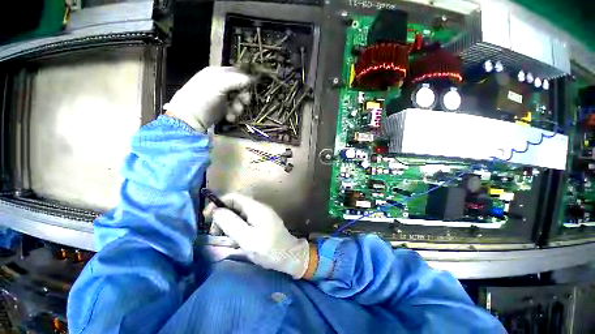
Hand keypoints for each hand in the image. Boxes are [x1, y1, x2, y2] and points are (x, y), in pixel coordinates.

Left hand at [164, 67, 251, 131]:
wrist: (191, 118)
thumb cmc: (203, 97)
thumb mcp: (219, 85)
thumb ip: (236, 81)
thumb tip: (251, 79)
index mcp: (218, 74)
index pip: (237, 72)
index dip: (245, 80)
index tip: (250, 88)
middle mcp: (221, 84)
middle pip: (240, 88)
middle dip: (243, 96)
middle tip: (244, 102)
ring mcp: (222, 97)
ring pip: (239, 100)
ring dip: (239, 107)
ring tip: (233, 112)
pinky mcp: (223, 108)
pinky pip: (234, 109)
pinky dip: (233, 114)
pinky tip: (229, 117)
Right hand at [203, 193, 312, 278]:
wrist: (289, 255)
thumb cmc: (268, 249)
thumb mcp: (247, 238)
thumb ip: (231, 223)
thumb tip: (217, 211)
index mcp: (255, 207)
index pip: (233, 197)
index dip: (218, 204)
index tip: (207, 217)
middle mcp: (259, 207)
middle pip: (235, 205)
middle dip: (222, 216)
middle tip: (215, 233)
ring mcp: (262, 214)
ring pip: (239, 213)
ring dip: (229, 223)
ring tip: (224, 238)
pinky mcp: (263, 222)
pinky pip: (246, 220)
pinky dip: (237, 227)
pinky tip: (235, 238)